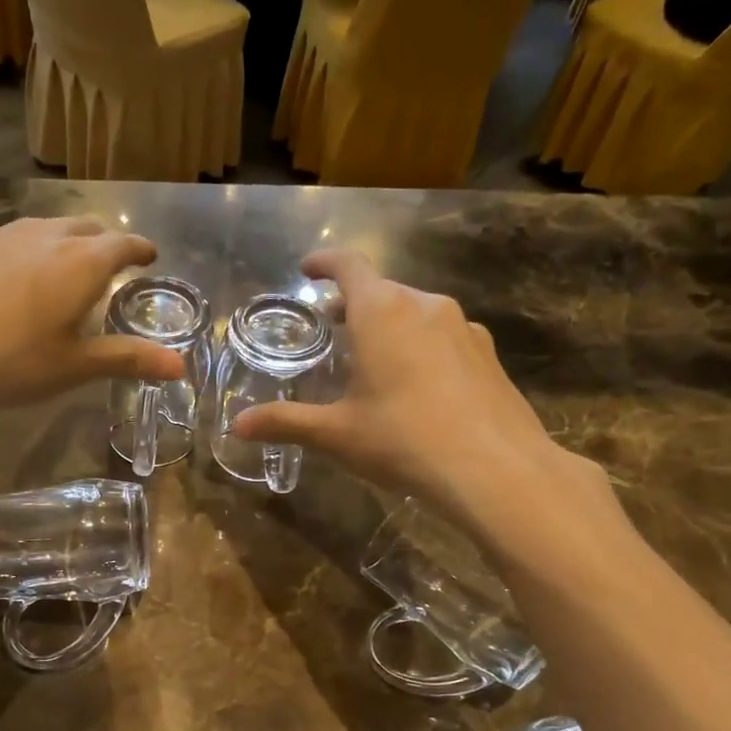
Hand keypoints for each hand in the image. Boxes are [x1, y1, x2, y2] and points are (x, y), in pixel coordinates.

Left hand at [0, 217, 182, 414]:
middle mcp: (44, 236)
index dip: (140, 250)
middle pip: (84, 227)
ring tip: (61, 266)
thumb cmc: (7, 358)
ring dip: (61, 242)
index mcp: (81, 263)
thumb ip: (126, 360)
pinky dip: (22, 252)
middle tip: (109, 261)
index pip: (123, 245)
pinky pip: (6, 240)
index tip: (150, 256)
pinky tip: (7, 277)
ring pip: (42, 229)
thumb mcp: (72, 366)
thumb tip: (180, 366)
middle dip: (103, 241)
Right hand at [231, 250, 618, 555]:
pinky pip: (444, 336)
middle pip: (382, 290)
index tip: (308, 269)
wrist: (494, 468)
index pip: (349, 266)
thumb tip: (237, 427)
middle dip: (353, 302)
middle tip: (332, 326)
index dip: (325, 263)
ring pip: (416, 312)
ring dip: (389, 323)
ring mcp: (463, 327)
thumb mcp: (336, 433)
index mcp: (382, 312)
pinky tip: (419, 385)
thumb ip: (286, 423)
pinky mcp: (487, 354)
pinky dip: (421, 345)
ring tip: (373, 357)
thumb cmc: (403, 439)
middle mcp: (424, 306)